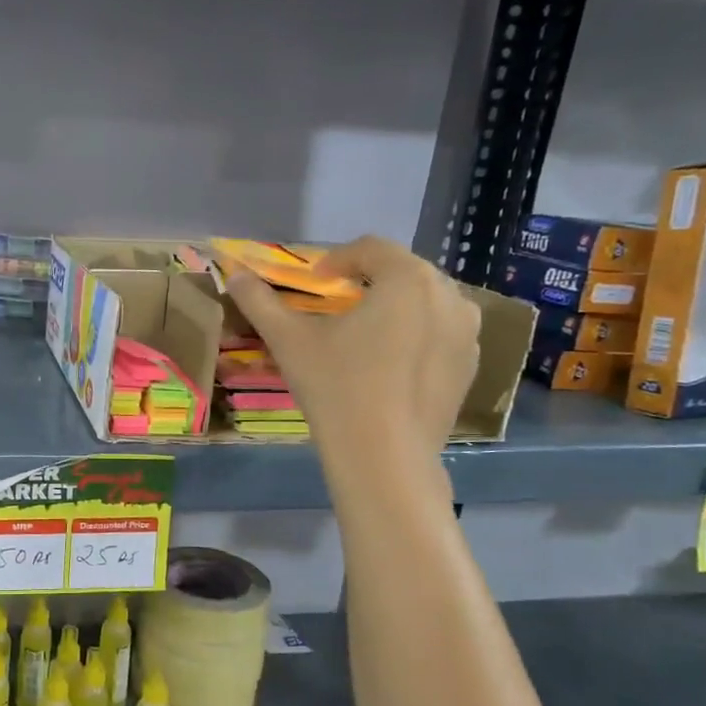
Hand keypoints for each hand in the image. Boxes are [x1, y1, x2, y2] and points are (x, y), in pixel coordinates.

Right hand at [225, 236, 481, 459]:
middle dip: (369, 281)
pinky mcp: (470, 367)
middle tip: (337, 304)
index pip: (371, 248)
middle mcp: (449, 295)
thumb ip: (260, 301)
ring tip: (366, 332)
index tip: (314, 281)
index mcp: (408, 279)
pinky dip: (416, 335)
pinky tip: (389, 365)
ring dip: (396, 306)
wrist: (384, 457)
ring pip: (427, 302)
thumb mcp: (288, 340)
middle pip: (404, 271)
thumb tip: (235, 276)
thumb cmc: (336, 386)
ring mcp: (467, 333)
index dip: (337, 259)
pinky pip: (441, 334)